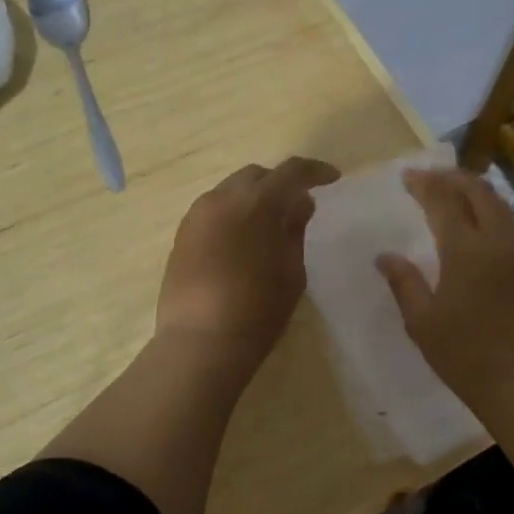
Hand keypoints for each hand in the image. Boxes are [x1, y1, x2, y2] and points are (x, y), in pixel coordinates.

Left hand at [156, 157, 340, 360]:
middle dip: (279, 183)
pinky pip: (212, 212)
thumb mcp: (291, 271)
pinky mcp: (181, 235)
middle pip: (256, 176)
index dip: (315, 171)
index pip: (291, 171)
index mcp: (257, 203)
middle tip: (297, 204)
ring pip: (230, 191)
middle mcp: (222, 199)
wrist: (200, 341)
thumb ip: (295, 230)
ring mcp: (196, 216)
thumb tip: (300, 203)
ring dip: (252, 198)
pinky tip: (241, 240)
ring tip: (268, 224)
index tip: (332, 179)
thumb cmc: (258, 309)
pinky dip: (232, 215)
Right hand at [376, 168, 513, 414]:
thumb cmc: (466, 356)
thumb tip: (385, 256)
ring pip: (502, 208)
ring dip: (477, 193)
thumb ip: (404, 282)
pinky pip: (513, 229)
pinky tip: (481, 230)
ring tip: (456, 193)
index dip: (425, 184)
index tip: (407, 176)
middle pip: (479, 192)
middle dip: (454, 178)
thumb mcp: (422, 322)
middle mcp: (500, 242)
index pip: (444, 201)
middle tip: (432, 176)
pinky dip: (493, 216)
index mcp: (467, 250)